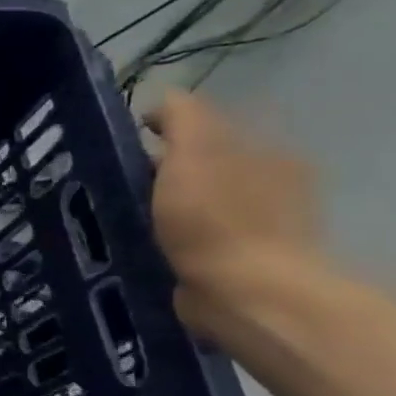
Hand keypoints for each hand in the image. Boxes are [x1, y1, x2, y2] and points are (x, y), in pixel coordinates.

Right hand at [144, 90, 323, 338]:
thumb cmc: (215, 217)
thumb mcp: (193, 151)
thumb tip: (163, 101)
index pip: (211, 127)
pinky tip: (149, 246)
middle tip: (121, 184)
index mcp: (267, 152)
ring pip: (200, 203)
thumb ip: (182, 117)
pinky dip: (174, 239)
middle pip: (206, 165)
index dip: (165, 130)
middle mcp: (274, 185)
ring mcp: (263, 228)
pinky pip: (198, 239)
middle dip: (166, 170)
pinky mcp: (242, 265)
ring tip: (126, 218)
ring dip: (168, 206)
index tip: (128, 145)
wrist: (245, 294)